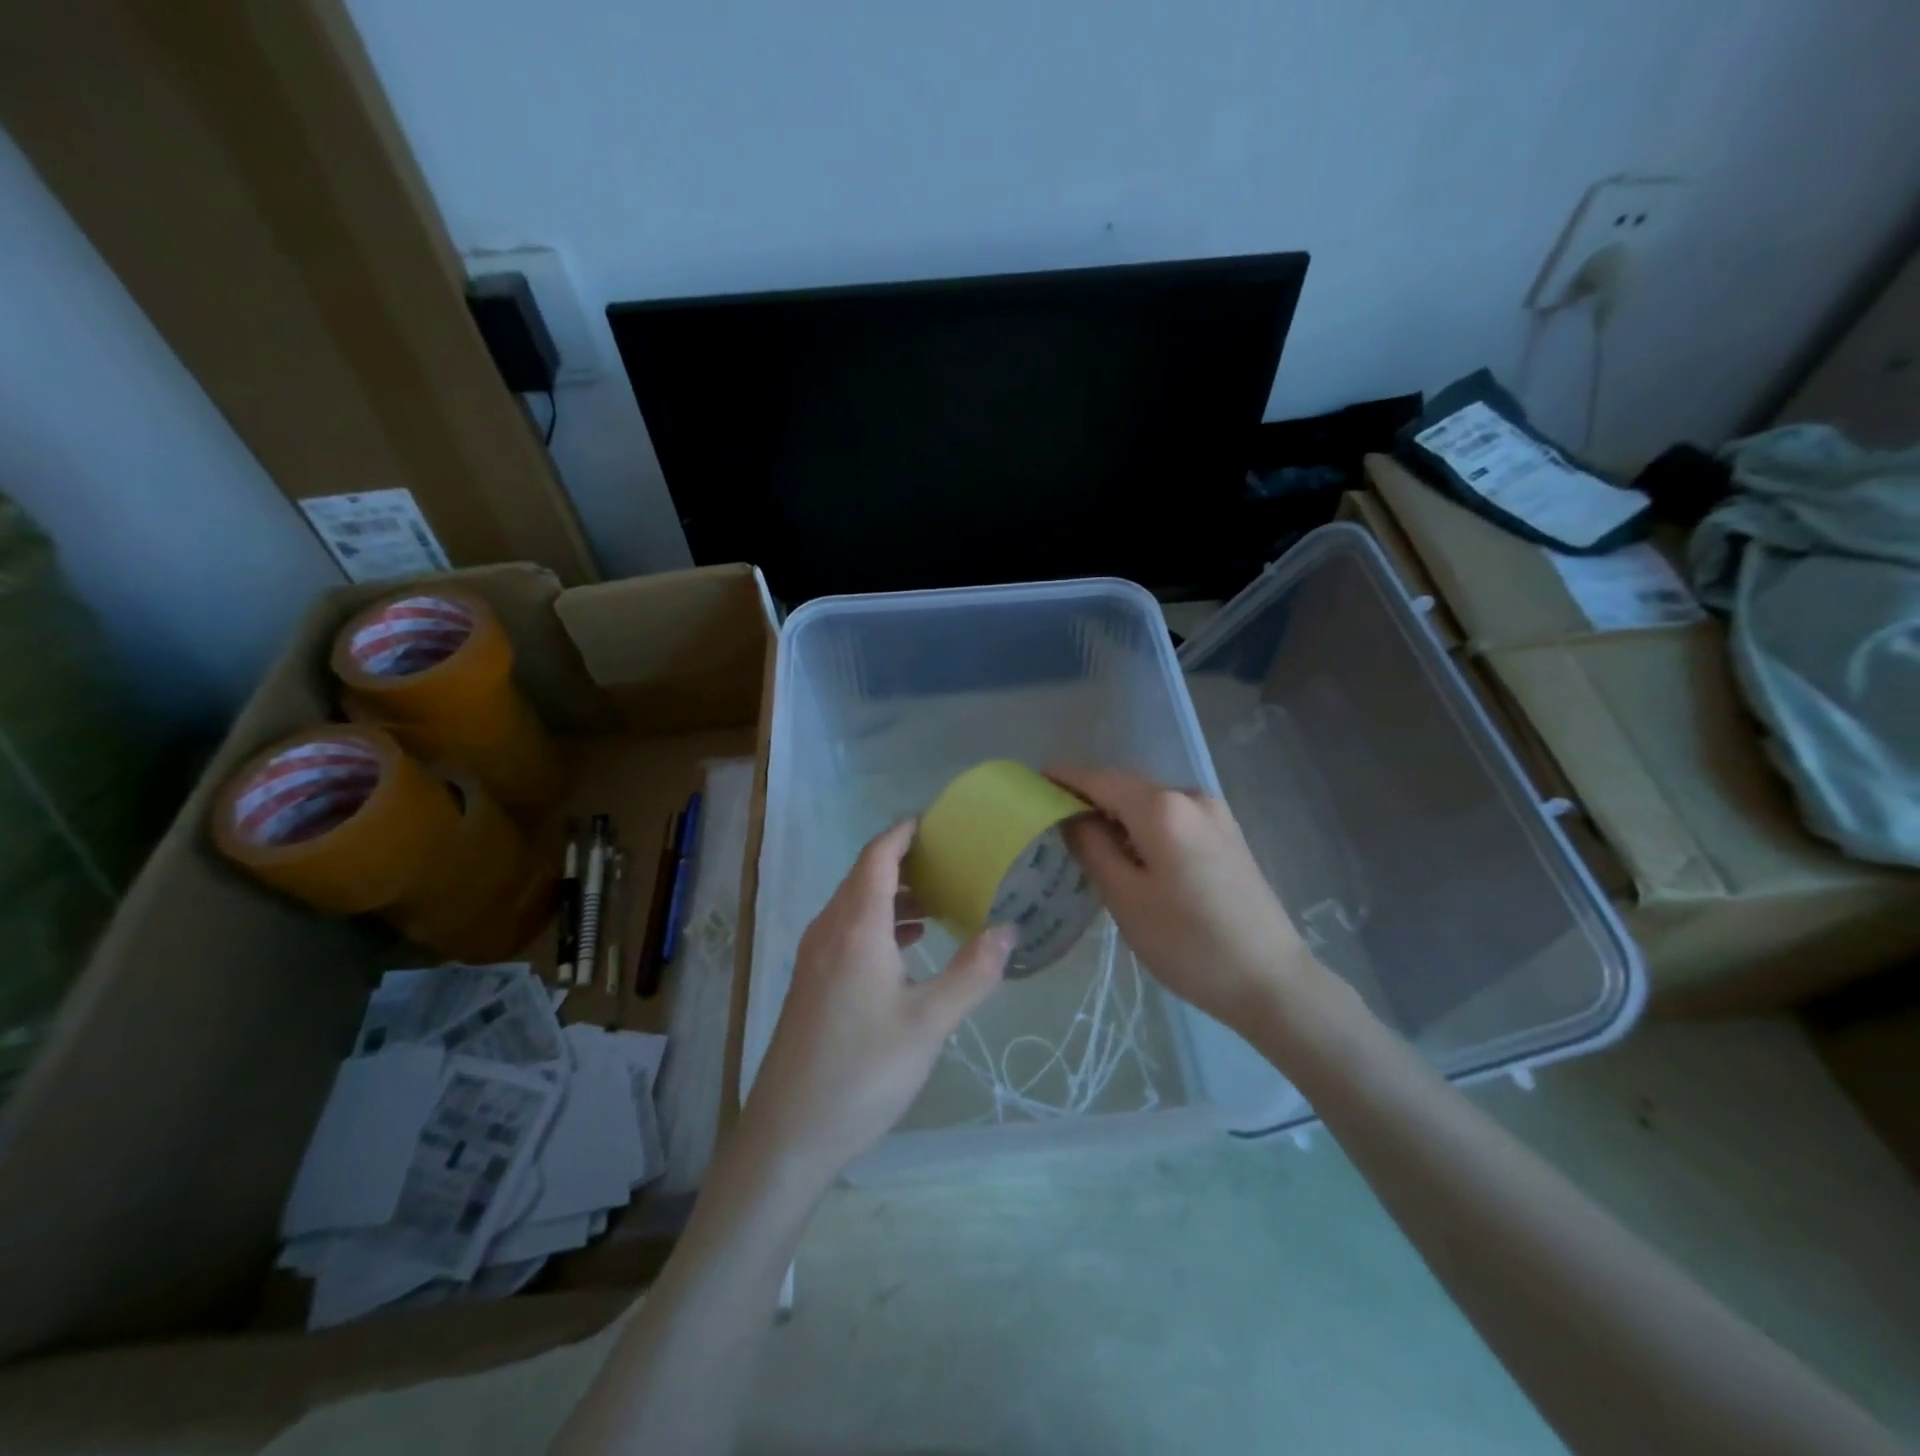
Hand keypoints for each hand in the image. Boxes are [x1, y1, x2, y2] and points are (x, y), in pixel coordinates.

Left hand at [739, 819, 1013, 1183]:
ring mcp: (814, 957)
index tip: (937, 820)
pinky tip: (907, 948)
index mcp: (856, 926)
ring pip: (855, 905)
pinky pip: (847, 931)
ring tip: (938, 902)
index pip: (878, 855)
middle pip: (865, 875)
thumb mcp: (929, 1023)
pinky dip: (879, 923)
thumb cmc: (862, 1071)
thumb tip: (1008, 930)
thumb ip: (972, 972)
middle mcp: (829, 930)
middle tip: (951, 860)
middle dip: (905, 861)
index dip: (904, 832)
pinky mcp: (811, 983)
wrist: (789, 1134)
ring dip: (893, 895)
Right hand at [1051, 765, 1315, 1036]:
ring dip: (1116, 812)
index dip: (1065, 777)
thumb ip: (1092, 848)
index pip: (1100, 779)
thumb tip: (1071, 816)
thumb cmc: (1189, 943)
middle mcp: (1191, 797)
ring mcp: (1215, 815)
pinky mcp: (1227, 835)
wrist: (1272, 981)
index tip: (1033, 779)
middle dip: (1088, 795)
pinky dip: (1143, 825)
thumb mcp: (1126, 898)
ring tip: (1084, 836)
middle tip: (1050, 815)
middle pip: (1126, 786)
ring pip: (1150, 802)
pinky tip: (1129, 850)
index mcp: (1163, 808)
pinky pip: (1172, 817)